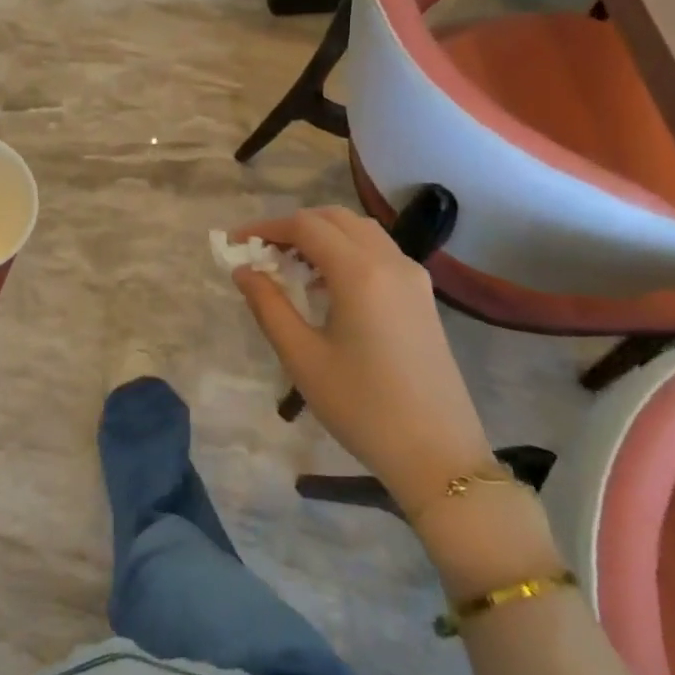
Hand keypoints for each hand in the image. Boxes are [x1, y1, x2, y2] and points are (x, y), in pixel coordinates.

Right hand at [232, 206, 493, 520]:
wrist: (438, 455)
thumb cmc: (362, 407)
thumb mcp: (302, 358)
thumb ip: (268, 306)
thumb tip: (243, 270)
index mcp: (360, 273)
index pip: (305, 226)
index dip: (266, 228)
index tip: (236, 244)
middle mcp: (390, 262)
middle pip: (335, 219)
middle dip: (294, 226)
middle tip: (262, 253)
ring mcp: (413, 277)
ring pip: (361, 231)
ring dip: (323, 236)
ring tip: (291, 266)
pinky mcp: (423, 296)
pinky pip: (379, 252)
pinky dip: (347, 251)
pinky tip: (327, 285)